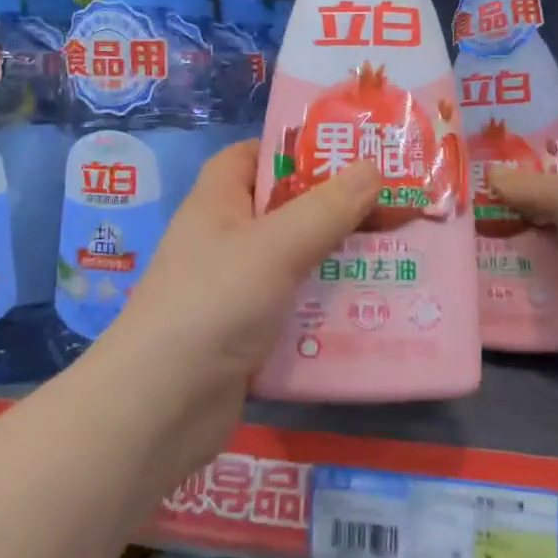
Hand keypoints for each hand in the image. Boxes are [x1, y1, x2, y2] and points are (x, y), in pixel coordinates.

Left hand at [106, 142, 379, 450]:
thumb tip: (373, 166)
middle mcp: (225, 239)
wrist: (160, 408)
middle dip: (334, 207)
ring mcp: (236, 288)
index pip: (252, 155)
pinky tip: (373, 307)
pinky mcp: (249, 332)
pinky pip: (296, 305)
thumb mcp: (275, 247)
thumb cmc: (213, 304)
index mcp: (218, 202)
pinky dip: (328, 304)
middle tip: (392, 205)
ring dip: (339, 258)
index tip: (347, 153)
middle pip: (284, 209)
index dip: (294, 149)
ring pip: (296, 260)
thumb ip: (326, 208)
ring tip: (397, 253)